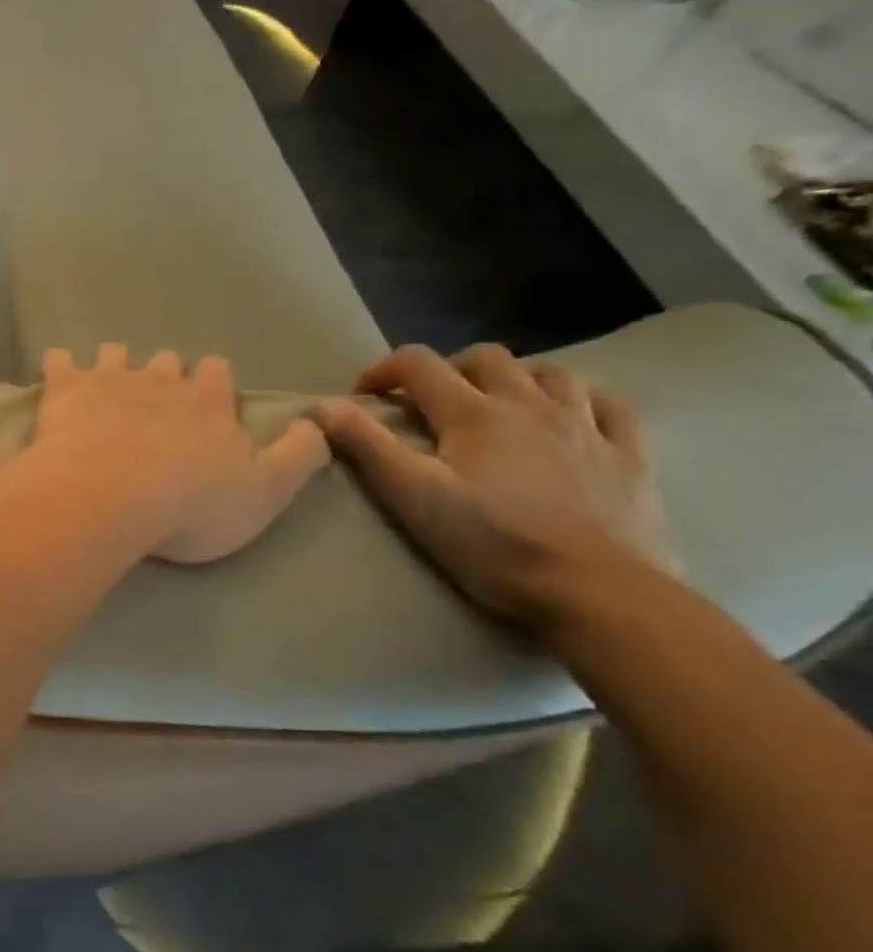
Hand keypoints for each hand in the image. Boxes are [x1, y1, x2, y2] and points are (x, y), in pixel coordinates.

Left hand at [32, 344, 329, 563]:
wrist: (109, 497)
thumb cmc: (189, 506)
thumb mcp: (265, 494)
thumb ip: (297, 457)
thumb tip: (314, 425)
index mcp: (208, 403)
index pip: (219, 373)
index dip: (213, 384)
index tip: (206, 403)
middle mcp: (161, 381)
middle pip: (168, 362)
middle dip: (164, 377)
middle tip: (154, 407)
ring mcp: (110, 380)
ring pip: (116, 355)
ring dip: (114, 367)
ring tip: (106, 390)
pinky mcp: (66, 389)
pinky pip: (59, 361)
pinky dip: (59, 366)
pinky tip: (56, 376)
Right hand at [313, 344, 677, 631]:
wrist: (598, 593)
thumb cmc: (493, 544)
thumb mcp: (413, 497)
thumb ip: (366, 446)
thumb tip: (321, 406)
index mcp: (474, 413)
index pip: (418, 364)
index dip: (383, 370)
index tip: (364, 398)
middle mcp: (530, 405)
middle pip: (485, 358)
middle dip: (449, 370)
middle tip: (430, 404)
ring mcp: (587, 428)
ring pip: (551, 374)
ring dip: (516, 379)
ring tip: (498, 407)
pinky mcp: (629, 457)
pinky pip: (610, 407)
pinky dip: (582, 401)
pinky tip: (571, 419)